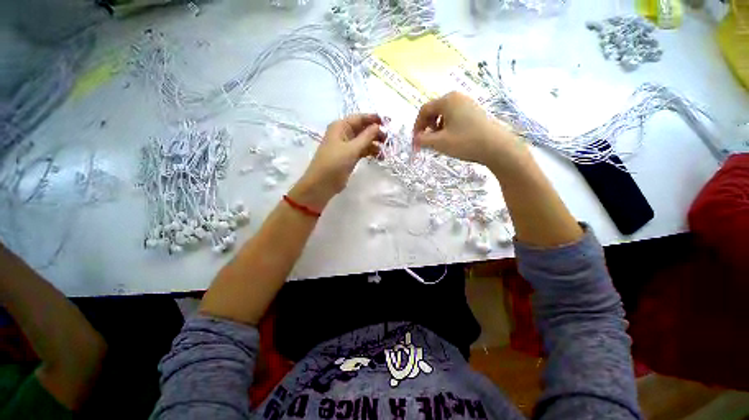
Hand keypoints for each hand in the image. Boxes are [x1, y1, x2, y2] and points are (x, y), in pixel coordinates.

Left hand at [291, 114, 384, 209]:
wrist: (322, 183)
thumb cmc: (334, 163)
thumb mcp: (351, 149)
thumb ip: (366, 137)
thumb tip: (378, 126)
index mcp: (340, 126)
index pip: (359, 118)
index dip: (373, 119)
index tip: (388, 123)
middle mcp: (343, 133)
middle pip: (363, 129)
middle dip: (375, 133)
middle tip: (388, 140)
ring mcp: (346, 146)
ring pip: (363, 141)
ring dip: (374, 144)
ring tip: (385, 151)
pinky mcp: (349, 156)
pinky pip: (362, 150)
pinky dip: (370, 152)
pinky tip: (379, 157)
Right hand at [413, 92, 526, 169]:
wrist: (496, 147)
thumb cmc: (465, 142)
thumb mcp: (439, 142)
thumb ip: (423, 140)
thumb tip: (416, 139)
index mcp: (447, 100)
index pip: (424, 110)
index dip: (417, 126)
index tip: (416, 141)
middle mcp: (457, 97)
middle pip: (434, 110)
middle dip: (427, 127)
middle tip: (427, 141)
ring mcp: (468, 104)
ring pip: (444, 114)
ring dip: (436, 128)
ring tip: (439, 141)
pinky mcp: (475, 112)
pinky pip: (454, 117)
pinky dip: (447, 127)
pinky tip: (451, 138)